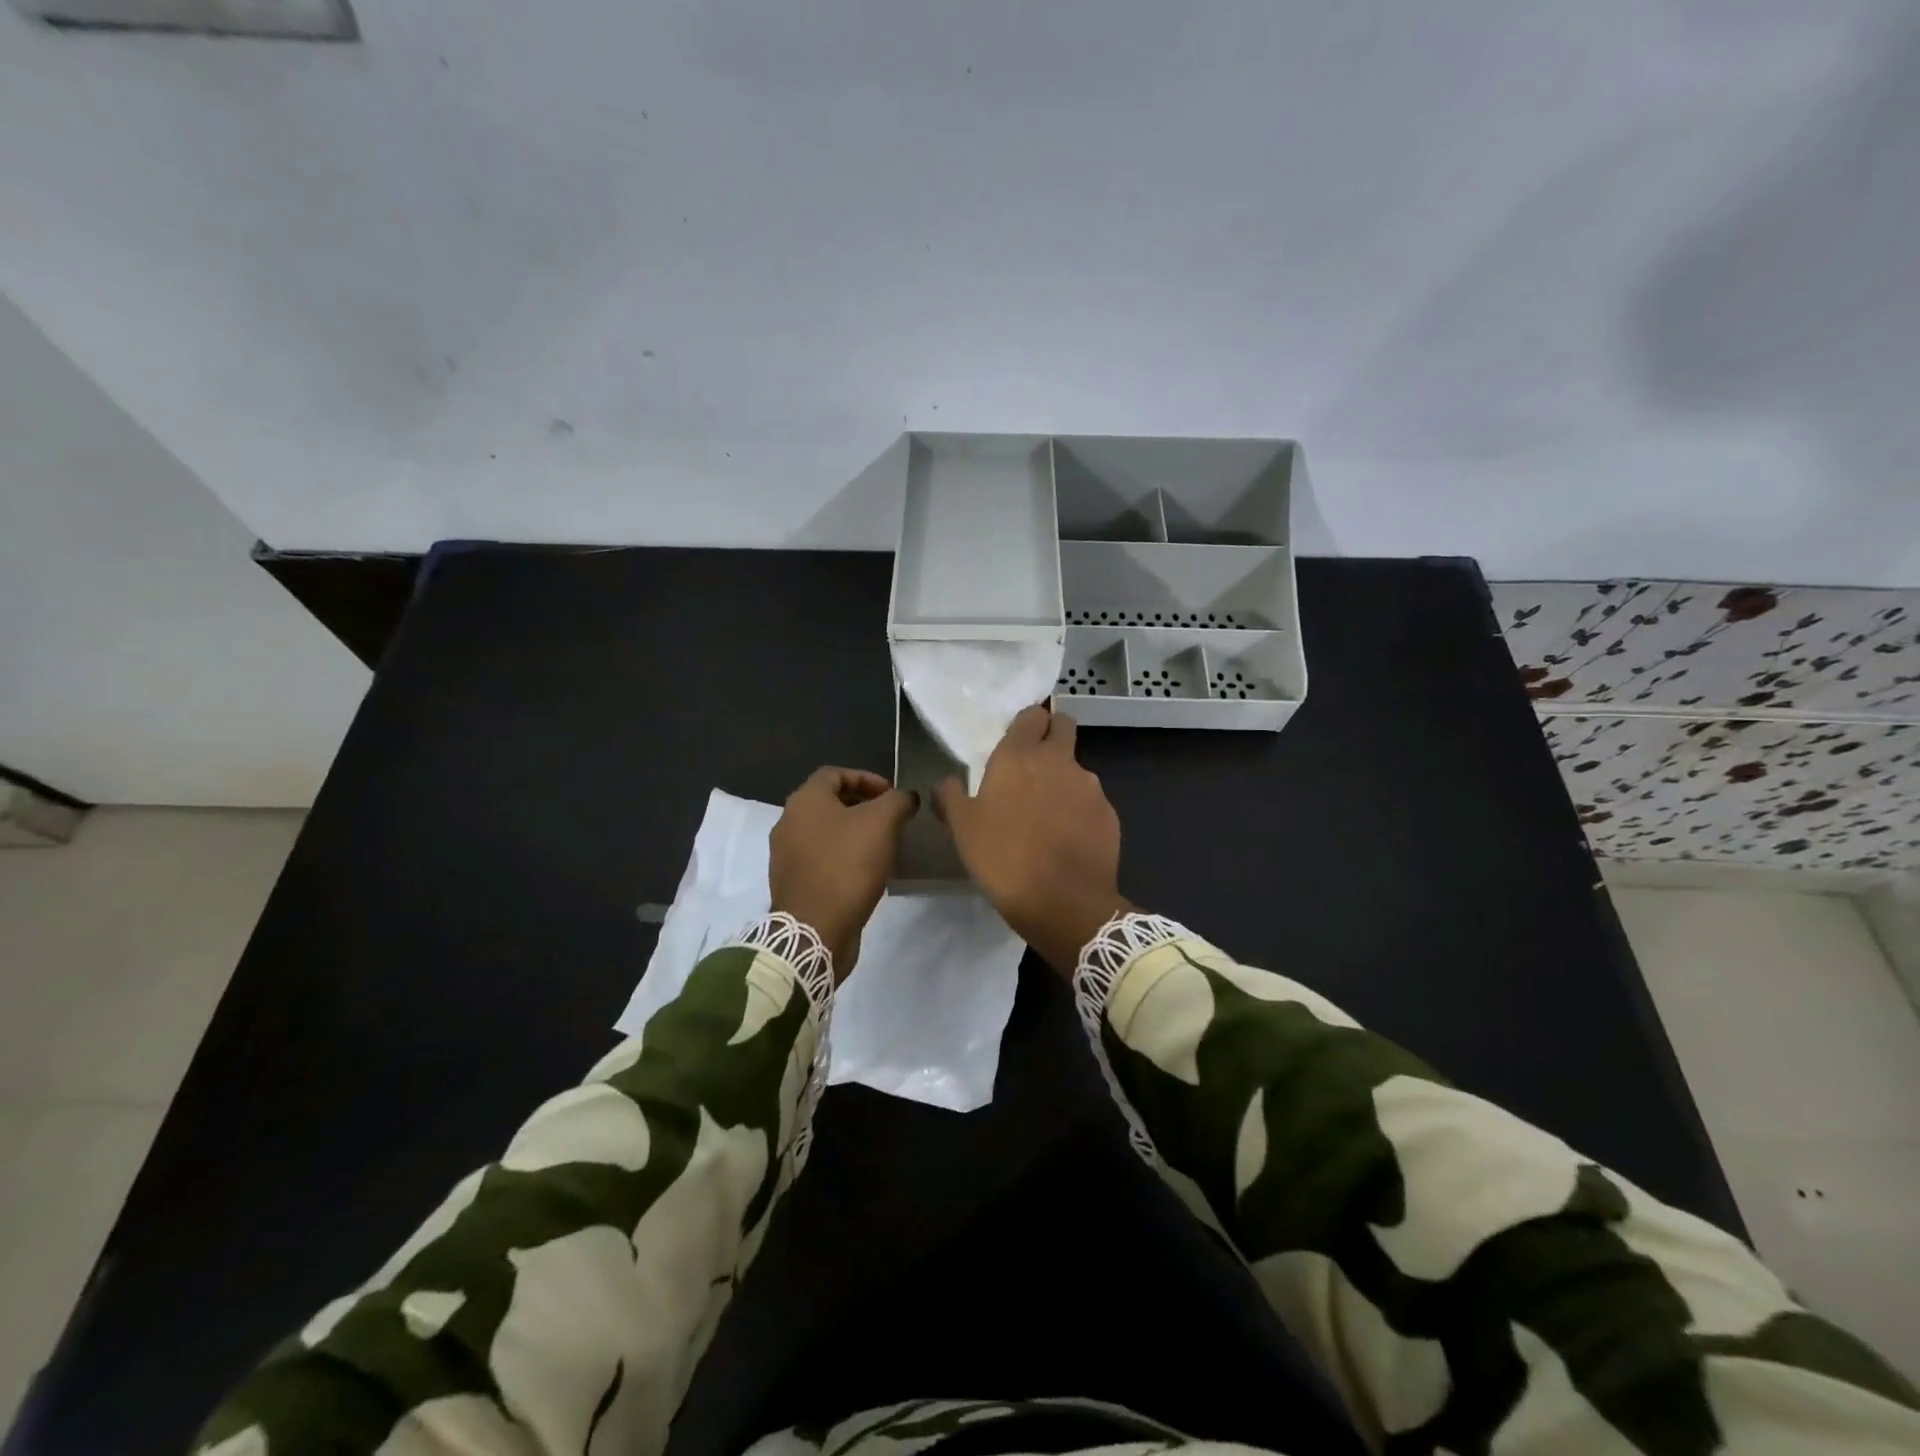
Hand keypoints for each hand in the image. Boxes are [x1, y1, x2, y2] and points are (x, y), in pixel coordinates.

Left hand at [769, 767, 918, 979]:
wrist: (815, 929)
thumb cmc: (847, 865)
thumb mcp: (882, 823)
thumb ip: (897, 801)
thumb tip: (906, 797)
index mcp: (804, 800)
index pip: (834, 773)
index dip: (866, 778)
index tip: (892, 794)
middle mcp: (788, 822)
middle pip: (829, 802)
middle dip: (863, 806)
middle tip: (891, 818)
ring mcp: (786, 855)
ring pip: (825, 832)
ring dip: (854, 833)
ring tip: (883, 846)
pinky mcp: (793, 883)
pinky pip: (821, 859)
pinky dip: (843, 858)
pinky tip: (866, 872)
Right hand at [935, 706, 1128, 976]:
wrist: (1063, 902)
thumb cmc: (1004, 858)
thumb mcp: (962, 829)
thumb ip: (951, 796)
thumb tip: (947, 782)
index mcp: (1020, 755)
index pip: (1032, 714)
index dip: (1027, 723)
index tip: (1017, 740)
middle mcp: (1059, 760)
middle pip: (1063, 726)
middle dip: (1052, 734)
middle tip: (1034, 764)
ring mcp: (1090, 786)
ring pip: (1078, 766)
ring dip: (1064, 778)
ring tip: (1048, 813)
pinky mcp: (1109, 813)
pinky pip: (1091, 801)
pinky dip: (1080, 810)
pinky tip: (1067, 838)